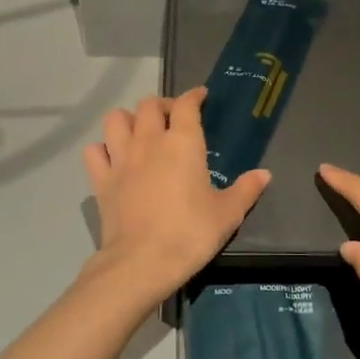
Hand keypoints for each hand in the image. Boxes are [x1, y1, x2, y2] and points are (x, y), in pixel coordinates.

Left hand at [83, 88, 270, 301]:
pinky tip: (113, 158)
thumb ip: (246, 190)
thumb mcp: (227, 214)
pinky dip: (102, 149)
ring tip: (140, 132)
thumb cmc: (190, 233)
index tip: (201, 97)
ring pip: (116, 119)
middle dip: (162, 105)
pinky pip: (94, 151)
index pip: (186, 105)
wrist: (142, 262)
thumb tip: (264, 174)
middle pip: (149, 105)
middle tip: (173, 118)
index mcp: (183, 143)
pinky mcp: (101, 180)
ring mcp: (120, 159)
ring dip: (128, 119)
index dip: (194, 96)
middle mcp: (149, 141)